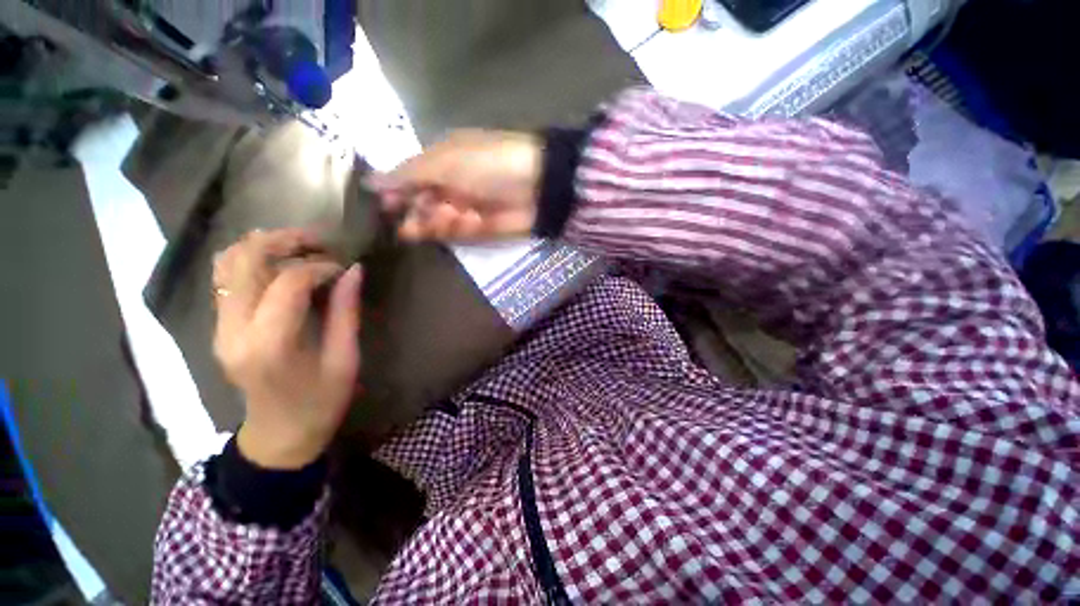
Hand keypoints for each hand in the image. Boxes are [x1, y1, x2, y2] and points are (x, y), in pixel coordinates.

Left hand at [212, 229, 362, 468]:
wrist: (279, 434)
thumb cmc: (321, 402)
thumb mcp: (345, 359)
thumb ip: (346, 312)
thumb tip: (354, 270)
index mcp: (270, 345)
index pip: (287, 283)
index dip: (319, 267)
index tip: (344, 269)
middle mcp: (234, 330)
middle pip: (245, 261)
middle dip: (285, 241)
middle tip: (321, 242)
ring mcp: (220, 327)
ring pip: (227, 263)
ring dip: (264, 245)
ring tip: (301, 246)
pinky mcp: (219, 326)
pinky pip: (227, 278)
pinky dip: (252, 259)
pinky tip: (280, 262)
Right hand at [367, 130, 542, 241]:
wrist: (536, 187)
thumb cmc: (489, 164)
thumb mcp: (446, 161)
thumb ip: (409, 174)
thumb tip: (371, 181)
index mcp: (440, 162)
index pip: (408, 180)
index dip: (396, 193)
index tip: (387, 204)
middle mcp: (448, 187)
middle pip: (419, 207)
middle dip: (418, 213)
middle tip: (423, 213)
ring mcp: (464, 210)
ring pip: (436, 224)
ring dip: (440, 221)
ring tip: (454, 213)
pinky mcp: (479, 230)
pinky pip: (458, 235)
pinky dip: (461, 229)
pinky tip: (471, 220)